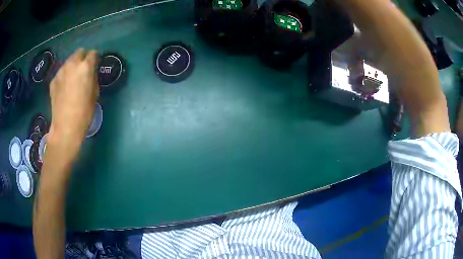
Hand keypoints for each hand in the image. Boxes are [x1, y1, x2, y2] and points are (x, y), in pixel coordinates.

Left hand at [47, 49, 98, 159]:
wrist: (65, 127)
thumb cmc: (84, 112)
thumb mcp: (95, 93)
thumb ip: (93, 77)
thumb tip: (90, 72)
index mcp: (85, 66)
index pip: (93, 53)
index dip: (94, 59)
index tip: (94, 67)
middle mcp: (72, 64)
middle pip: (79, 52)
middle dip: (82, 58)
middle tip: (82, 71)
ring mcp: (60, 71)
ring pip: (69, 62)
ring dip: (72, 67)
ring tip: (72, 81)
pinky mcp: (53, 80)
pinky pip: (61, 73)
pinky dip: (64, 77)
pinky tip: (64, 89)